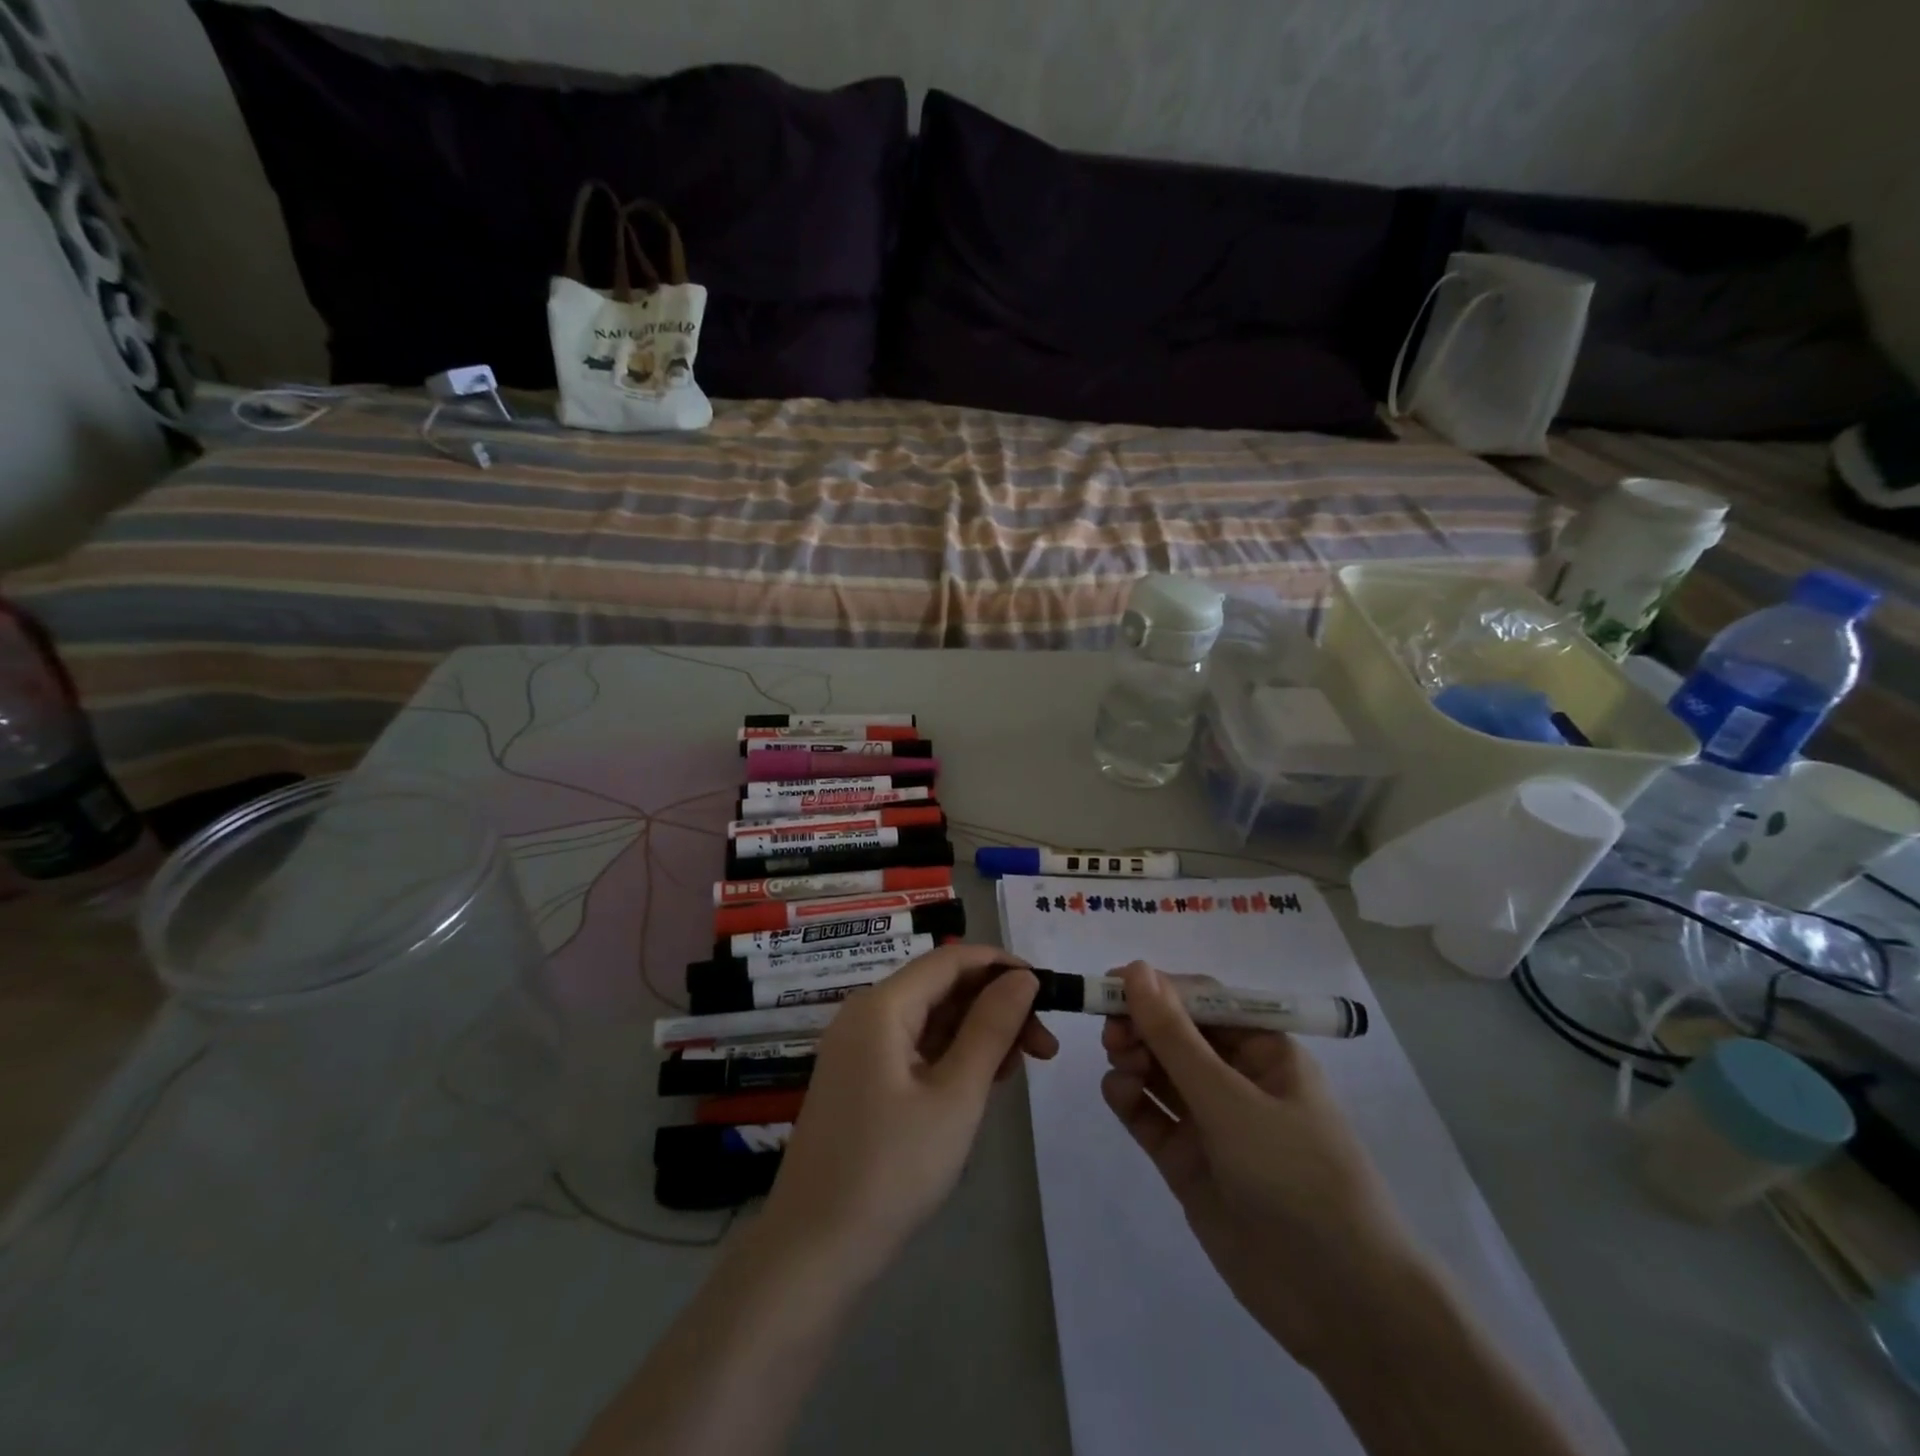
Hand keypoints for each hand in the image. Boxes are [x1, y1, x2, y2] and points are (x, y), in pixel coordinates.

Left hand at [759, 944, 1058, 1283]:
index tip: (1049, 991)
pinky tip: (984, 1081)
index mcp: (882, 1006)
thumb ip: (992, 1028)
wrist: (814, 1253)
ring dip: (979, 1033)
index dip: (1002, 966)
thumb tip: (1023, 977)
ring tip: (1020, 1068)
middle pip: (942, 987)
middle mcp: (867, 1014)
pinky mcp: (862, 1079)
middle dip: (996, 1005)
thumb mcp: (956, 1096)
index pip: (952, 958)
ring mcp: (860, 1048)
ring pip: (932, 1019)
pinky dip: (953, 1056)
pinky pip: (916, 1047)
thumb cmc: (891, 1170)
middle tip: (1045, 1047)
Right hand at [1100, 962, 1427, 1371]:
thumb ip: (1175, 1037)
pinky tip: (1119, 1093)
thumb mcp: (1231, 1100)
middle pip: (1175, 1033)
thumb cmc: (1295, 1176)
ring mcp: (1211, 1121)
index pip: (1203, 1000)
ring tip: (1120, 1063)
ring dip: (1133, 1057)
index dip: (1157, 988)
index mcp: (1264, 1050)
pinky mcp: (1188, 1160)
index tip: (1111, 985)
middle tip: (1112, 1033)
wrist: (1339, 1302)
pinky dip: (1129, 1098)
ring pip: (1158, 1070)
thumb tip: (1137, 968)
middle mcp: (1236, 1078)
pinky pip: (1151, 1114)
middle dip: (1141, 1025)